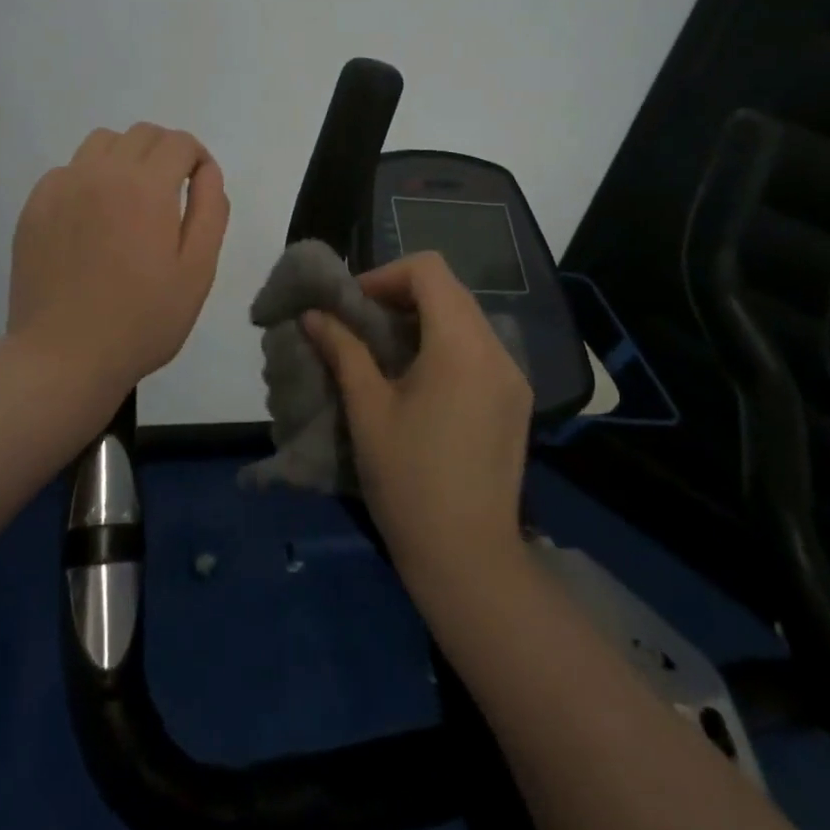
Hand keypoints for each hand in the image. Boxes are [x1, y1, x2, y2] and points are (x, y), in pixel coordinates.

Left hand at [9, 123, 229, 399]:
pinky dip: (90, 178)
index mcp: (146, 187)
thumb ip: (211, 210)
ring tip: (130, 200)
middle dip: (166, 152)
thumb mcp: (198, 271)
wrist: (64, 357)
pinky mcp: (35, 206)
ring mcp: (62, 187)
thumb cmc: (142, 320)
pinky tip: (92, 220)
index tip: (199, 187)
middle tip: (171, 194)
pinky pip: (69, 169)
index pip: (179, 142)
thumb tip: (208, 170)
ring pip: (102, 142)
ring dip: (126, 157)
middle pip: (142, 134)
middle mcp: (101, 173)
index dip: (197, 158)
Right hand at [305, 253, 531, 587]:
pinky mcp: (516, 400)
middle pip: (450, 290)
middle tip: (363, 323)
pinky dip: (446, 343)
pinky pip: (480, 348)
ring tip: (385, 350)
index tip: (354, 304)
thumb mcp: (367, 409)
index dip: (386, 275)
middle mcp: (496, 349)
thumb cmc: (409, 480)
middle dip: (401, 295)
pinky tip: (420, 379)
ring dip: (424, 318)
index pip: (429, 270)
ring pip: (466, 317)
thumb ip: (343, 350)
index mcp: (461, 344)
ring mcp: (513, 376)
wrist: (468, 560)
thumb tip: (313, 315)